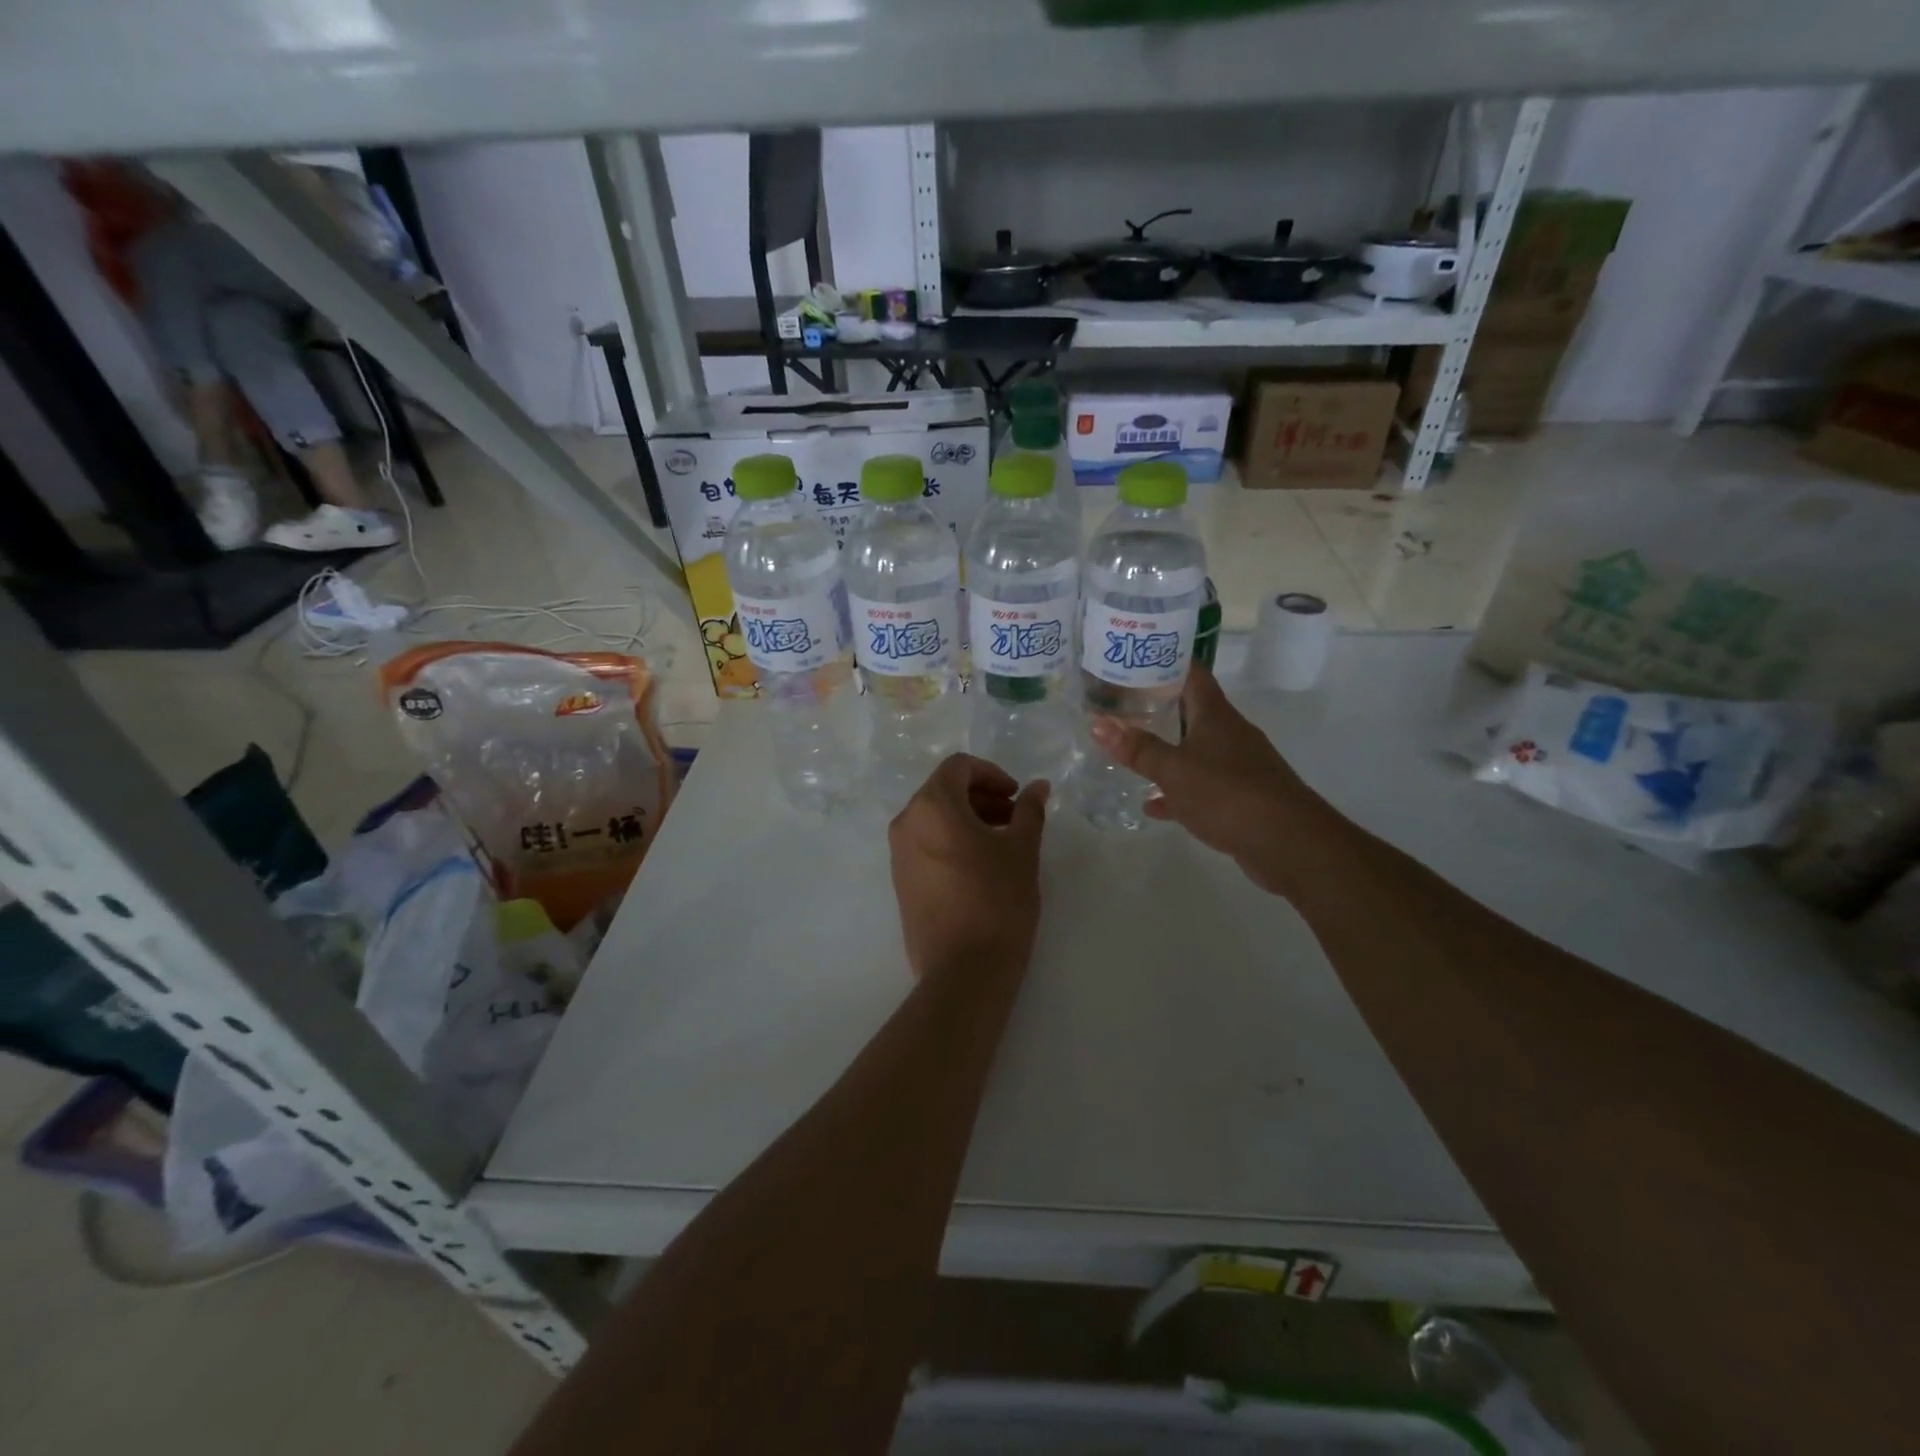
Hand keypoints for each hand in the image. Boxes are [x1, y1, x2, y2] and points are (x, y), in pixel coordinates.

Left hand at [888, 755, 1048, 983]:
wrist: (963, 971)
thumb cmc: (997, 900)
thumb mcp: (1022, 850)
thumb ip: (1029, 811)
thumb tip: (1038, 787)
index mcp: (931, 806)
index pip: (958, 767)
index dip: (992, 774)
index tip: (1017, 797)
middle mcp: (906, 823)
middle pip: (944, 791)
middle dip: (982, 797)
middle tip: (1016, 819)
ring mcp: (898, 855)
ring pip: (934, 819)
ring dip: (969, 819)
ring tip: (1003, 844)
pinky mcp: (900, 882)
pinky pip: (926, 845)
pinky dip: (953, 841)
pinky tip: (981, 867)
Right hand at [1089, 666, 1322, 894]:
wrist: (1288, 842)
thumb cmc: (1228, 793)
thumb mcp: (1173, 770)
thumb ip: (1137, 749)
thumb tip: (1098, 724)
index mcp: (1215, 715)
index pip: (1191, 672)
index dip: (1165, 661)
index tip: (1134, 657)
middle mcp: (1229, 733)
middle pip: (1191, 710)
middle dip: (1158, 706)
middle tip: (1121, 704)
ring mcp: (1238, 766)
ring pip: (1195, 750)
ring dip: (1167, 751)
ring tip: (1130, 751)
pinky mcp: (1240, 798)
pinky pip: (1201, 786)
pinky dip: (1178, 791)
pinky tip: (1153, 804)